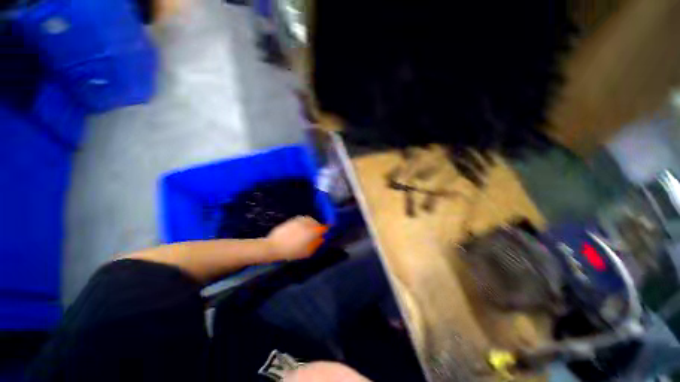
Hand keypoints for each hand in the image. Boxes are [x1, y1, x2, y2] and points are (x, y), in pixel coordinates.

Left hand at [266, 216, 327, 260]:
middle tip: (317, 233)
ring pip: (309, 219)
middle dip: (318, 226)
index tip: (327, 232)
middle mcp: (306, 223)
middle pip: (316, 222)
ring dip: (311, 224)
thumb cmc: (291, 251)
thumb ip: (316, 244)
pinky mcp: (292, 220)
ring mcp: (299, 220)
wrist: (273, 246)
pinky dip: (304, 223)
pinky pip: (302, 219)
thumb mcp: (306, 252)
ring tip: (309, 230)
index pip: (323, 228)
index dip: (326, 229)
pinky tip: (301, 229)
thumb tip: (321, 239)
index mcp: (312, 231)